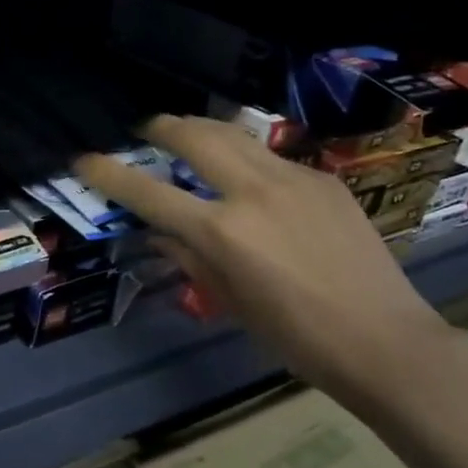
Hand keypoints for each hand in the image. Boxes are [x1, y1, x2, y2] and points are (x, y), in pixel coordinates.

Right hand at [76, 116, 447, 396]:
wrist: (384, 340)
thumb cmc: (296, 337)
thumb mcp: (230, 300)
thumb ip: (189, 257)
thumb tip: (160, 232)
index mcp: (222, 231)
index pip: (148, 192)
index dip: (108, 173)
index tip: (83, 159)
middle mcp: (252, 192)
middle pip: (193, 137)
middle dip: (161, 127)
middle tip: (146, 131)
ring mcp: (293, 179)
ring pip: (234, 134)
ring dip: (201, 129)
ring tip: (187, 134)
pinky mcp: (324, 180)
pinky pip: (271, 158)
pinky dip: (246, 159)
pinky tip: (248, 178)